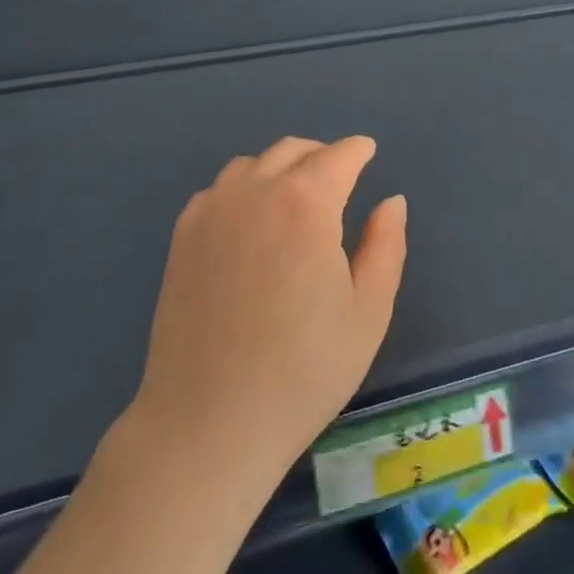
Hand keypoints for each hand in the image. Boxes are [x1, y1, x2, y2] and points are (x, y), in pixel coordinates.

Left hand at [131, 135, 406, 493]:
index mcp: (306, 203)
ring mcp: (211, 211)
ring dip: (281, 168)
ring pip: (253, 164)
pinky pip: (220, 189)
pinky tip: (252, 221)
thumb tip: (391, 201)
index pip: (339, 156)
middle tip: (340, 177)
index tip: (368, 152)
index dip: (358, 150)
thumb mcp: (368, 311)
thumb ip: (386, 245)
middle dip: (322, 156)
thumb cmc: (304, 370)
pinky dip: (244, 188)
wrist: (208, 422)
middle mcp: (255, 191)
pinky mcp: (182, 237)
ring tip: (297, 197)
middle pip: (293, 151)